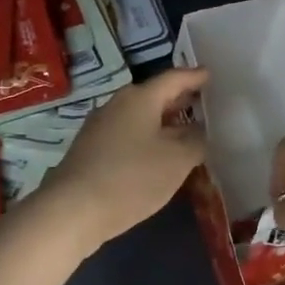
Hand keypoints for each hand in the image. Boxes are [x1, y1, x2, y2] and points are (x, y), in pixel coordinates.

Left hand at [37, 68, 209, 253]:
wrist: (73, 210)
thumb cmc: (132, 178)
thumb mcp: (177, 160)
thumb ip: (194, 141)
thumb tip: (197, 131)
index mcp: (140, 98)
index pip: (173, 78)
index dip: (194, 77)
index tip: (210, 74)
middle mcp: (117, 105)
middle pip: (154, 96)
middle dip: (179, 100)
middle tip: (202, 103)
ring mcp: (99, 128)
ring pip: (139, 118)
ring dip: (162, 123)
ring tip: (185, 132)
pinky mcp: (90, 151)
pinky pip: (127, 136)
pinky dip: (146, 140)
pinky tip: (156, 156)